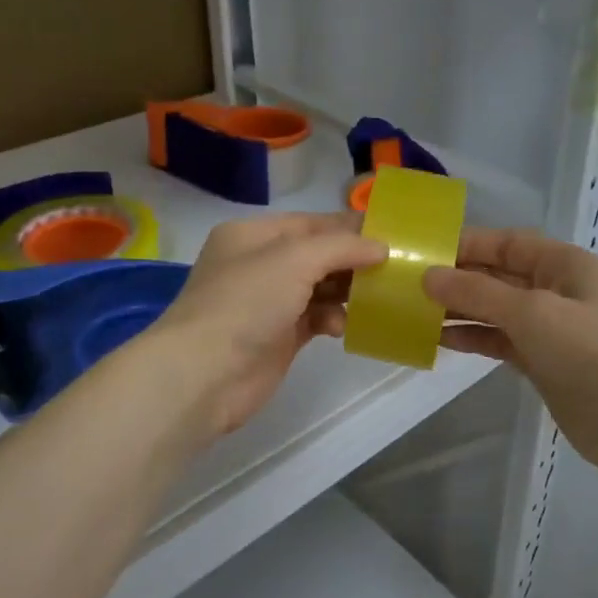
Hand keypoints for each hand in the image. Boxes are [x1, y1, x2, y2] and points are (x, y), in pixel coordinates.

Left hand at [150, 213, 386, 438]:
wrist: (204, 374)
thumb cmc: (246, 303)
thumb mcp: (294, 259)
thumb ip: (342, 247)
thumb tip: (381, 246)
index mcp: (253, 235)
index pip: (311, 223)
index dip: (350, 227)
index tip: (391, 234)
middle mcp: (260, 264)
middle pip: (318, 255)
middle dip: (352, 261)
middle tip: (393, 268)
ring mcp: (268, 302)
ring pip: (320, 287)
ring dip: (346, 292)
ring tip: (373, 298)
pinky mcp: (279, 336)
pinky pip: (316, 318)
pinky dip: (332, 319)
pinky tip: (340, 327)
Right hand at [423, 227, 597, 472]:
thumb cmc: (586, 352)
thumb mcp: (530, 312)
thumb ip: (477, 293)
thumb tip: (429, 277)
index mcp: (565, 264)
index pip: (509, 243)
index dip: (468, 245)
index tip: (426, 251)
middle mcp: (558, 289)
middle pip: (500, 276)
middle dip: (459, 279)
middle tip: (412, 284)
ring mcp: (551, 326)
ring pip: (497, 309)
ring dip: (461, 309)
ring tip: (417, 311)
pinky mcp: (542, 359)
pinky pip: (501, 339)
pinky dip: (474, 337)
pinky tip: (440, 339)